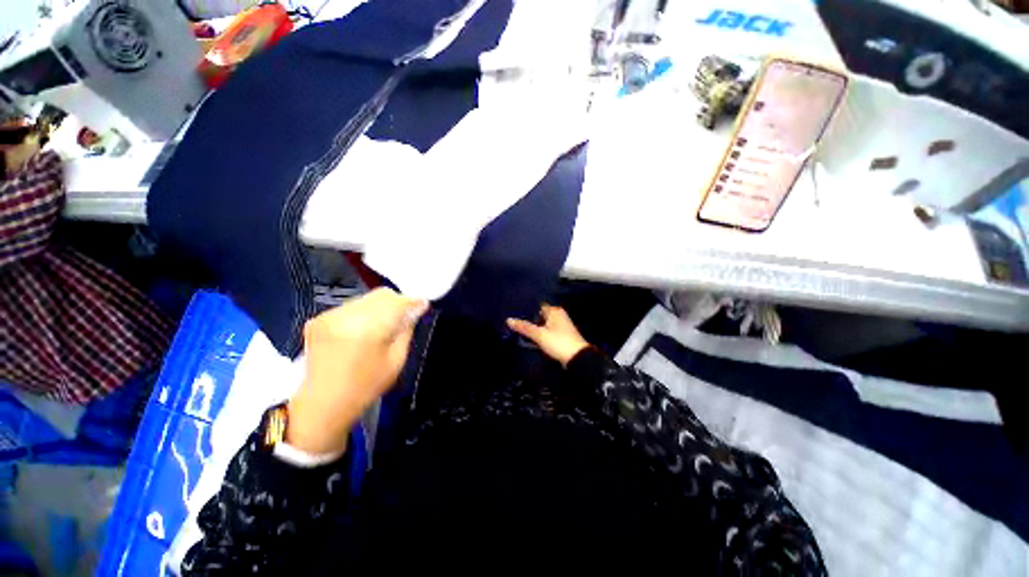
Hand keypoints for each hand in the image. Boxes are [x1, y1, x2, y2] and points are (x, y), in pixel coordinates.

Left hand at [287, 288, 427, 454]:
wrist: (318, 406)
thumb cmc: (364, 387)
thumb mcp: (396, 361)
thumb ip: (406, 330)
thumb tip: (417, 308)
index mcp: (369, 328)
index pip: (398, 301)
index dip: (414, 301)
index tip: (423, 305)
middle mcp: (347, 315)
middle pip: (382, 295)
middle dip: (397, 302)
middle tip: (404, 318)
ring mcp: (329, 315)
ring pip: (367, 298)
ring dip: (380, 307)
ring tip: (381, 327)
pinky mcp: (318, 318)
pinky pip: (351, 306)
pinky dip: (362, 313)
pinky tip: (361, 332)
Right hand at [507, 305, 590, 366]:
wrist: (577, 358)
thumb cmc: (559, 342)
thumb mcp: (539, 335)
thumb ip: (524, 327)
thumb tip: (508, 320)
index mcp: (554, 311)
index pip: (537, 305)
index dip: (526, 308)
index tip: (513, 310)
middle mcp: (558, 315)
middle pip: (540, 315)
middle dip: (529, 318)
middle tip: (513, 320)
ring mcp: (561, 326)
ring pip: (543, 324)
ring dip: (534, 327)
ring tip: (518, 328)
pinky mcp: (561, 336)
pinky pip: (547, 331)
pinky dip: (539, 333)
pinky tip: (530, 337)